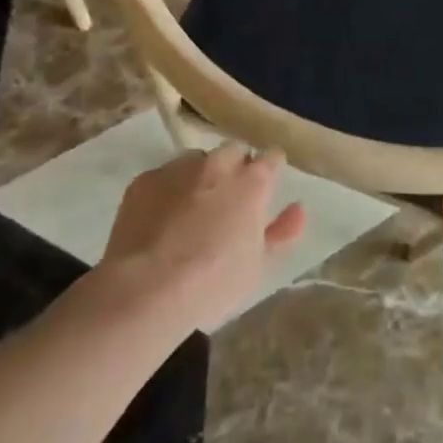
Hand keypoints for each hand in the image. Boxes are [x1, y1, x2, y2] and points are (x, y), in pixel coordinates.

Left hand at [103, 145, 305, 330]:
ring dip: (201, 175)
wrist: (146, 291)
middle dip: (236, 167)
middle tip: (230, 200)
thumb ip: (282, 232)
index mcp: (252, 183)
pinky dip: (168, 189)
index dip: (271, 169)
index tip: (267, 184)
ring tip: (191, 208)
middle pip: (234, 151)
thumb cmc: (213, 282)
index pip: (272, 157)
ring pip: (197, 160)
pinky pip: (164, 176)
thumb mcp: (259, 266)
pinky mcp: (144, 180)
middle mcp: (218, 164)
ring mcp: (178, 169)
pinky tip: (161, 218)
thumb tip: (298, 208)